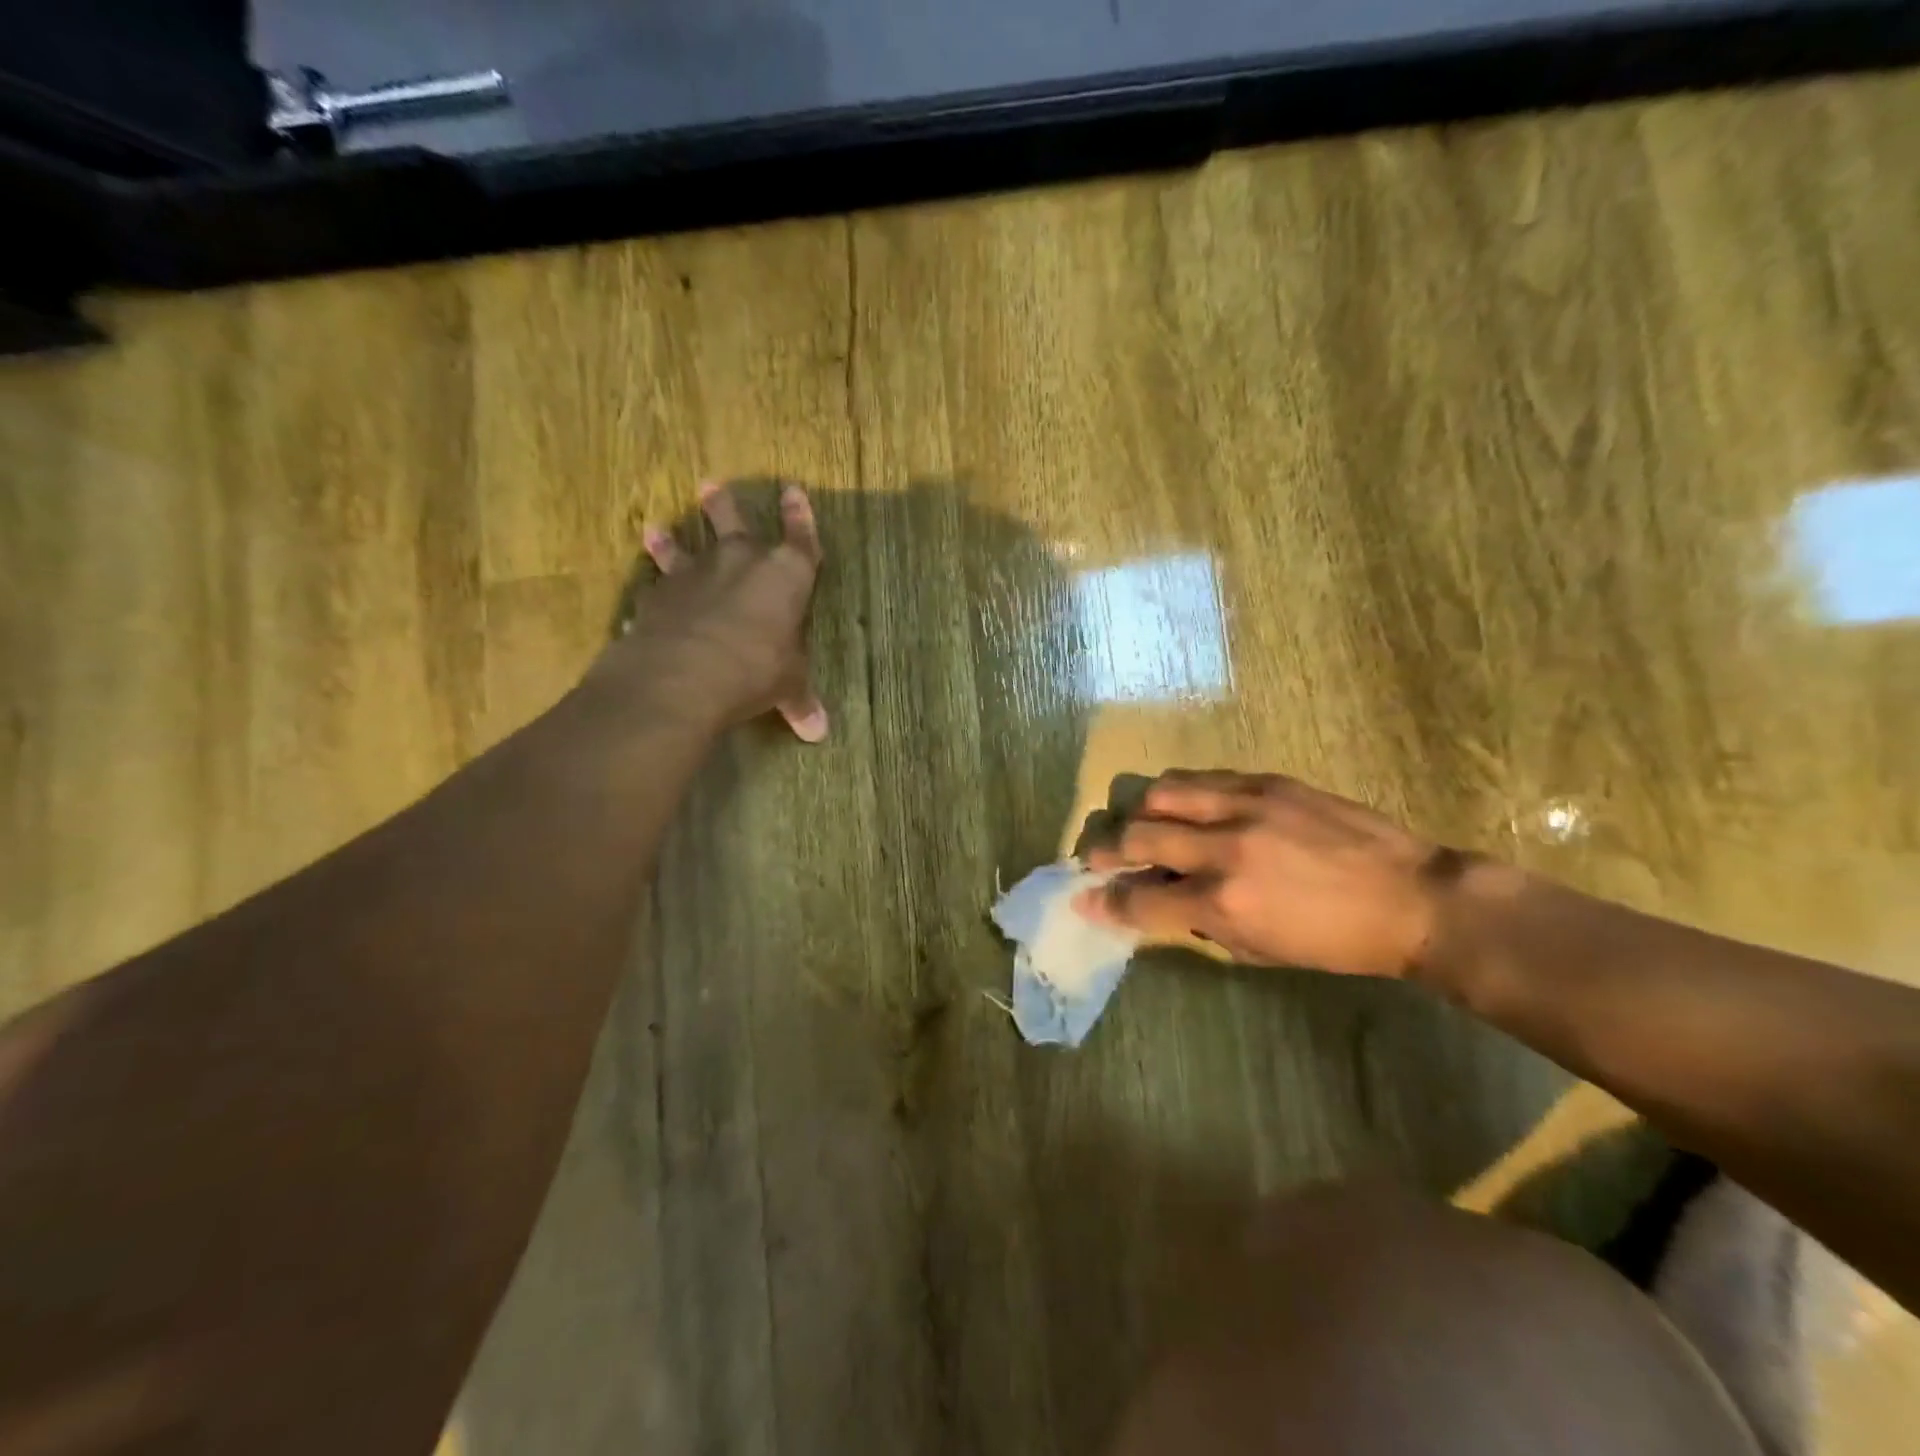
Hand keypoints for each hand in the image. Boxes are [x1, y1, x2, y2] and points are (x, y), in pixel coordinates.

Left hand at [592, 480, 827, 740]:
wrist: (685, 673)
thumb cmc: (756, 669)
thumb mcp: (786, 686)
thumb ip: (799, 701)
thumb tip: (818, 732)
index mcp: (786, 576)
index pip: (801, 539)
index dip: (800, 517)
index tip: (793, 491)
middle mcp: (741, 562)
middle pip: (735, 523)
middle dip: (726, 505)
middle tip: (711, 485)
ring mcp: (696, 574)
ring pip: (685, 546)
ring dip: (673, 538)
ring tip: (656, 528)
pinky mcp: (660, 594)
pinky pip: (658, 580)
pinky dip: (654, 582)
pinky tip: (646, 588)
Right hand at [1077, 771, 1462, 978]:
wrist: (1413, 899)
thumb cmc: (1334, 941)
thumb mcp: (1259, 951)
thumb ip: (1200, 922)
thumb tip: (1157, 899)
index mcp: (1224, 902)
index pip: (1141, 898)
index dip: (1104, 901)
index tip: (1083, 899)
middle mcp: (1224, 848)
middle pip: (1137, 835)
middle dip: (1106, 849)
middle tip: (1099, 856)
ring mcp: (1245, 805)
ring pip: (1161, 792)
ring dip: (1139, 811)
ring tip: (1141, 822)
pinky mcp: (1267, 781)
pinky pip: (1202, 779)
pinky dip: (1180, 795)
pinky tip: (1186, 806)